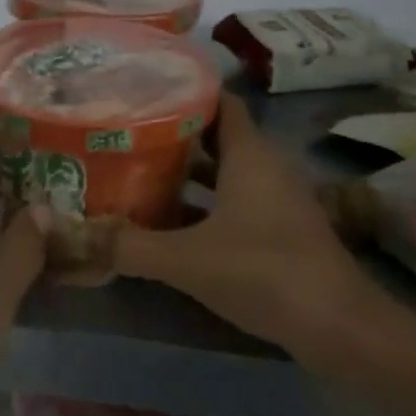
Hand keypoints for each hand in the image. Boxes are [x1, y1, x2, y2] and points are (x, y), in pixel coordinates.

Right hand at [113, 94, 375, 361]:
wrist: (336, 324)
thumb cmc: (263, 271)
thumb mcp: (188, 259)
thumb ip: (131, 246)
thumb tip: (79, 235)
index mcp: (249, 154)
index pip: (220, 101)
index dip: (186, 91)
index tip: (144, 92)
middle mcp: (266, 167)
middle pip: (217, 137)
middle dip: (176, 136)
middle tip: (128, 135)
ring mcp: (276, 200)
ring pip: (226, 174)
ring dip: (189, 175)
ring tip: (140, 173)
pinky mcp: (281, 231)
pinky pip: (236, 204)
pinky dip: (206, 207)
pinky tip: (172, 225)